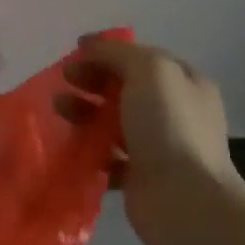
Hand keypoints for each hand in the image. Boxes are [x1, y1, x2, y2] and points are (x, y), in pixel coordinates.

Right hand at [54, 35, 244, 244]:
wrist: (184, 199)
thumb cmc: (169, 126)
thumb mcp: (148, 71)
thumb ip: (117, 53)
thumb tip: (89, 45)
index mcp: (185, 83)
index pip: (142, 57)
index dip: (108, 51)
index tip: (75, 51)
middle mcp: (175, 112)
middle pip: (124, 87)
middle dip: (92, 80)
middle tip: (65, 80)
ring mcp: (159, 145)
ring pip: (113, 120)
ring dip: (84, 111)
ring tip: (59, 110)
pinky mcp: (140, 175)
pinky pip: (107, 154)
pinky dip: (88, 147)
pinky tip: (70, 143)